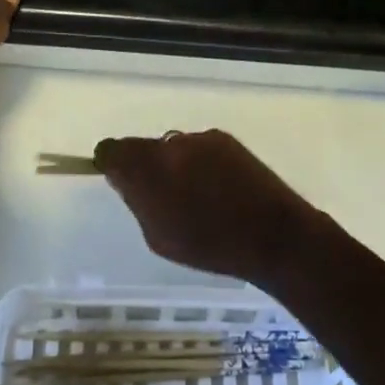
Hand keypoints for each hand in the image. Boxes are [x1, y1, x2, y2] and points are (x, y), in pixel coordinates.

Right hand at [93, 130, 325, 286]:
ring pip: (172, 147)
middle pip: (143, 147)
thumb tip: (125, 179)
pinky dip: (199, 163)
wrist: (274, 235)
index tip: (120, 181)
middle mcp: (172, 143)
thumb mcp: (158, 236)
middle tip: (161, 197)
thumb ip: (136, 201)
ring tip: (195, 196)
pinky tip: (217, 188)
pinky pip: (198, 148)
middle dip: (145, 167)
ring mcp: (201, 139)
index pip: (112, 150)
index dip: (111, 163)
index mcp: (149, 167)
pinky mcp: (226, 139)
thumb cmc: (211, 246)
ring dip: (174, 164)